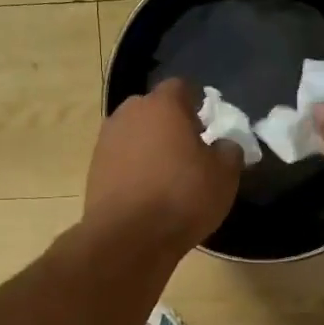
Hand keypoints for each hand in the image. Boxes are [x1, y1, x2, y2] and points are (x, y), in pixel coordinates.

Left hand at [84, 79, 242, 255]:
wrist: (128, 237)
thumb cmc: (182, 197)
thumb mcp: (224, 175)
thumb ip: (229, 150)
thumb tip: (223, 145)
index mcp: (163, 105)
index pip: (182, 87)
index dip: (197, 104)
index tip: (207, 127)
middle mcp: (129, 113)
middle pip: (154, 108)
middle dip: (170, 123)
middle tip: (188, 150)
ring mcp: (106, 140)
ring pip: (135, 133)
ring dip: (149, 145)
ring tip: (166, 174)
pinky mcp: (93, 168)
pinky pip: (121, 158)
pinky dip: (134, 167)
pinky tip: (147, 192)